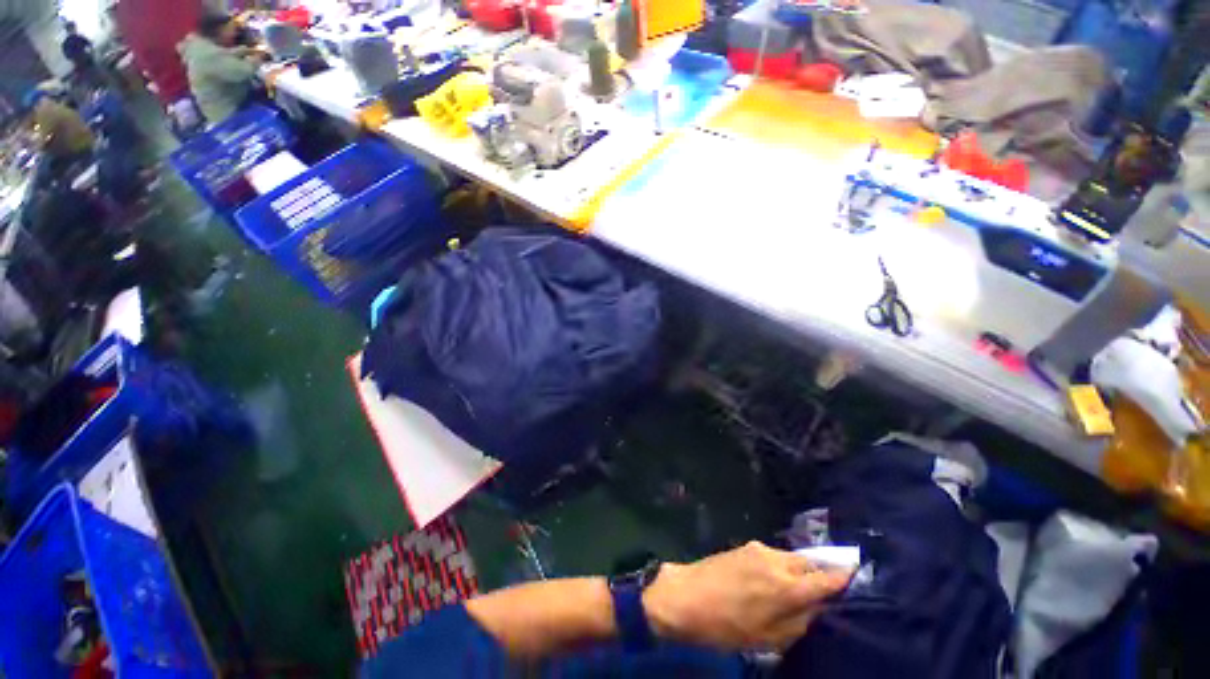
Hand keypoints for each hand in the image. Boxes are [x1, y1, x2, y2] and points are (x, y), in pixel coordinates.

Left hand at [642, 541, 851, 651]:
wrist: (683, 596)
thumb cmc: (724, 626)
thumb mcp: (767, 638)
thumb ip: (798, 621)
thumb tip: (818, 607)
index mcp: (785, 586)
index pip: (825, 578)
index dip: (844, 576)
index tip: (859, 571)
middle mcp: (775, 561)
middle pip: (809, 563)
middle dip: (822, 573)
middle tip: (830, 588)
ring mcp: (757, 549)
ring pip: (791, 558)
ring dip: (801, 570)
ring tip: (802, 588)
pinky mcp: (744, 546)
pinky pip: (774, 556)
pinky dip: (783, 567)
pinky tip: (777, 581)